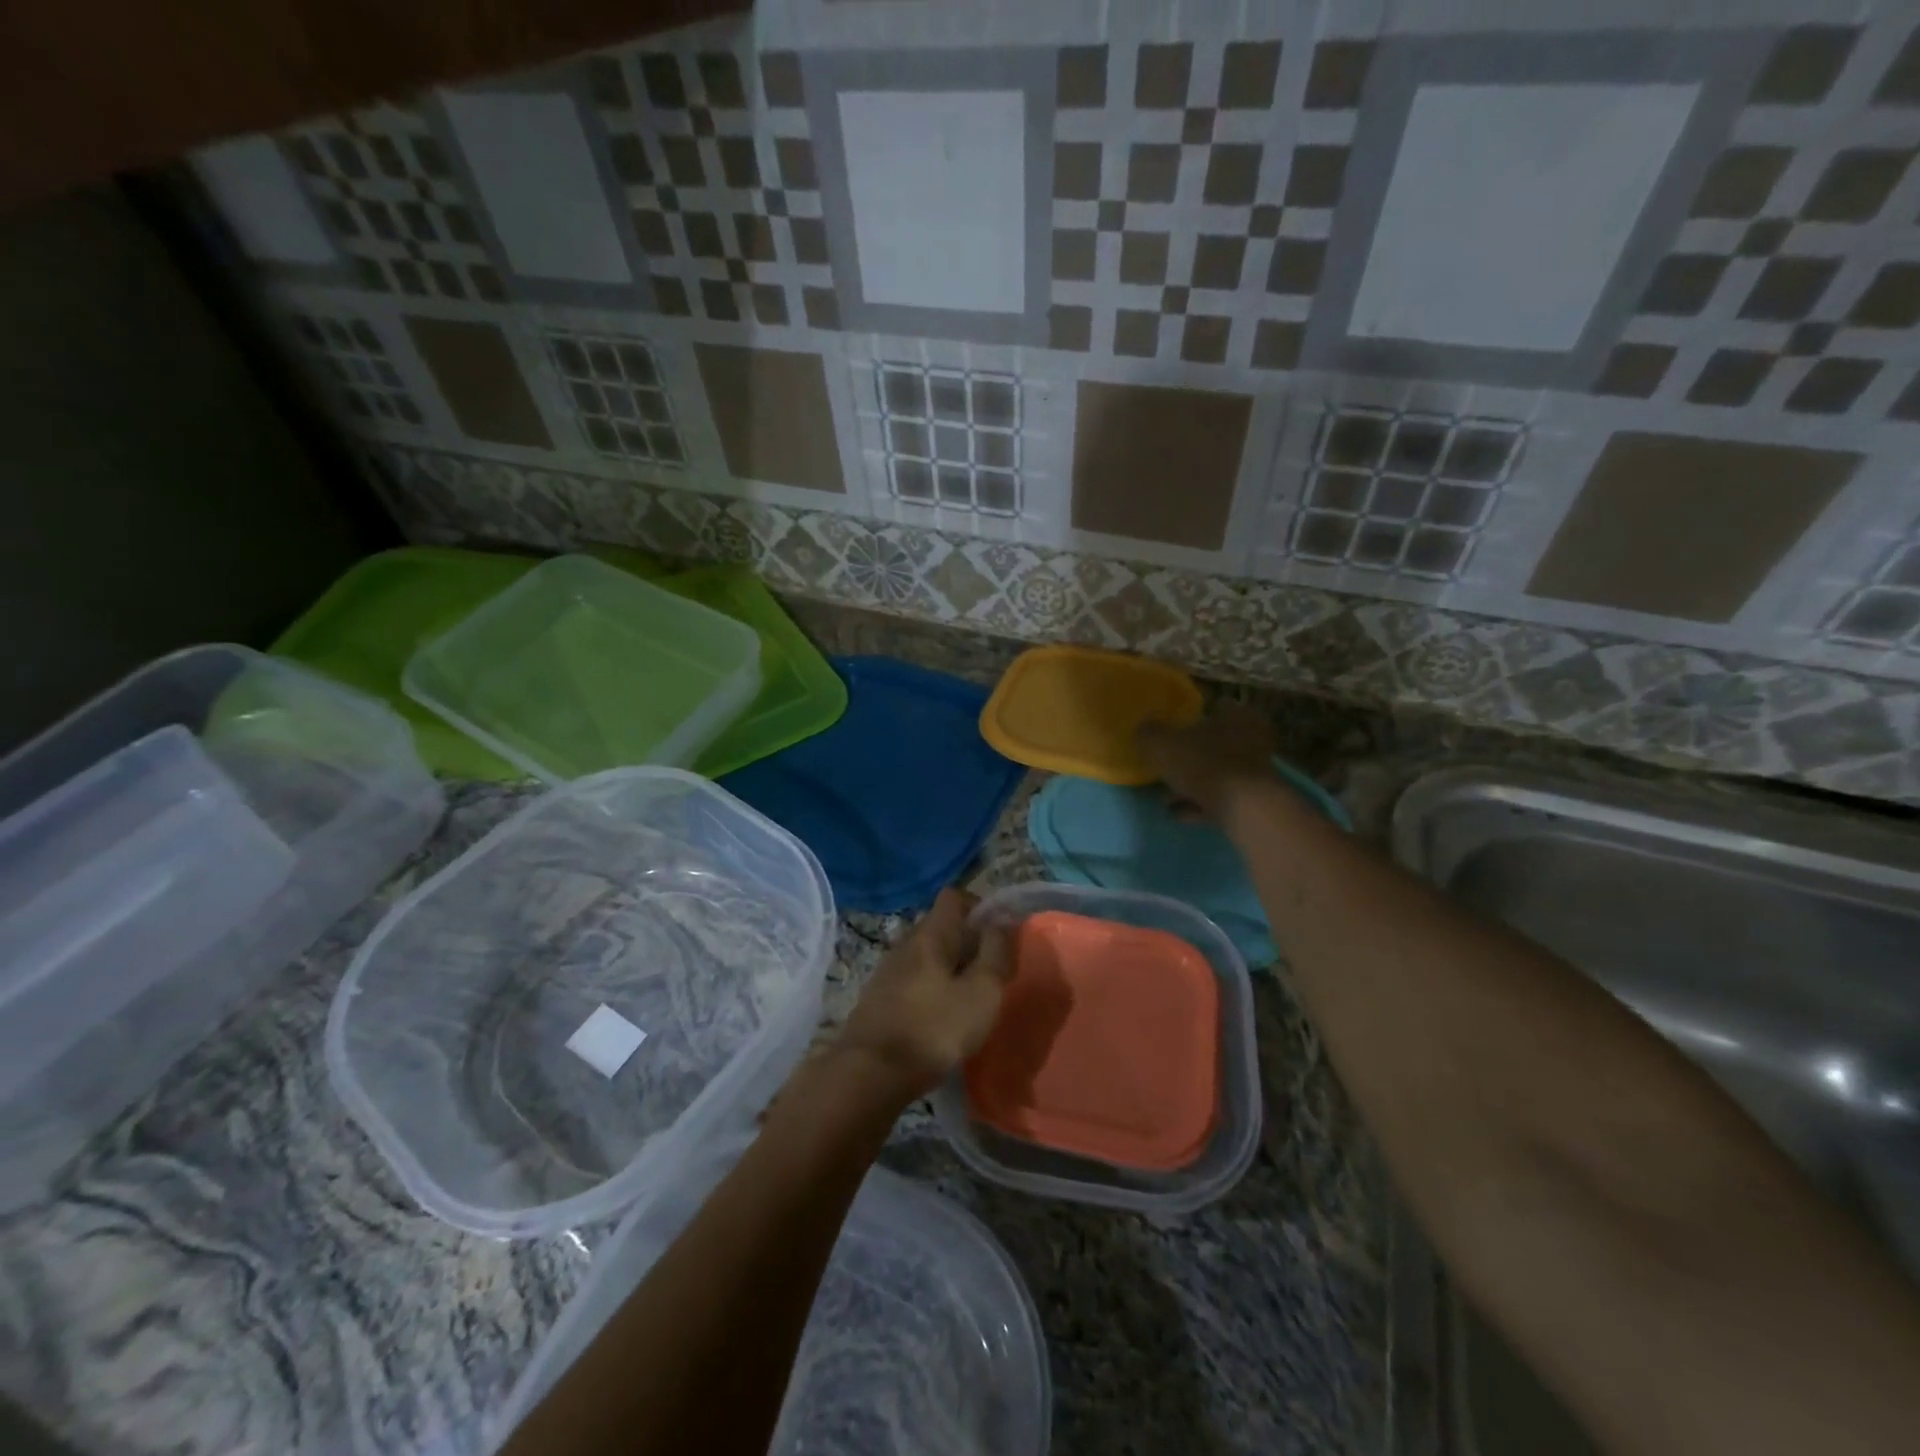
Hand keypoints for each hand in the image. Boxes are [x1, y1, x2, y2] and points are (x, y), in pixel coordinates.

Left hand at [835, 888, 1012, 1101]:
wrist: (870, 1074)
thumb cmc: (934, 1029)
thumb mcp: (981, 992)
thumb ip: (995, 953)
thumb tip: (1002, 921)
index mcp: (930, 934)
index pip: (954, 897)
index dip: (980, 907)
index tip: (999, 935)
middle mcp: (905, 943)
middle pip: (941, 926)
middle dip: (968, 942)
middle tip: (990, 972)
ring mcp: (888, 971)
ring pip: (926, 955)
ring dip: (950, 968)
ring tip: (969, 998)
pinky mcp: (879, 998)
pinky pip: (913, 980)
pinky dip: (932, 989)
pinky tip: (941, 1018)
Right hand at [1136, 704, 1276, 821]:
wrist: (1243, 809)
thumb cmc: (1204, 764)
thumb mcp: (1162, 744)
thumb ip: (1149, 734)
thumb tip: (1144, 730)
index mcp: (1236, 715)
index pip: (1213, 707)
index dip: (1189, 719)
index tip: (1170, 731)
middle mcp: (1252, 738)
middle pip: (1213, 744)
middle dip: (1188, 757)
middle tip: (1164, 767)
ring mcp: (1256, 771)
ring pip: (1216, 773)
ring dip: (1191, 784)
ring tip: (1165, 798)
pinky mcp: (1255, 800)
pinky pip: (1220, 798)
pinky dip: (1200, 804)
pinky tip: (1179, 814)